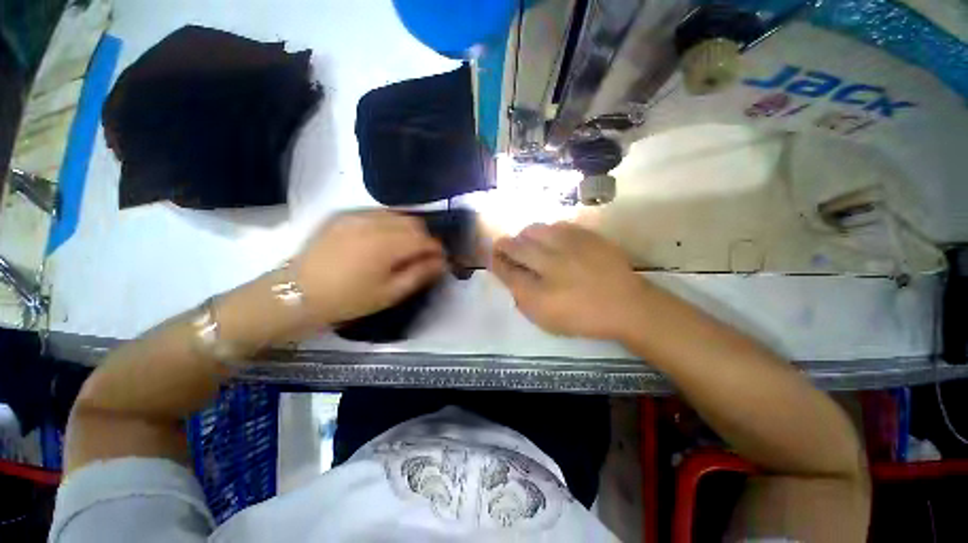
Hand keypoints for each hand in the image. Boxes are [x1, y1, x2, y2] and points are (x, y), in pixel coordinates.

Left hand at [292, 210, 445, 324]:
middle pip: (414, 222)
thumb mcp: (390, 293)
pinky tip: (383, 239)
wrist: (297, 293)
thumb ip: (420, 274)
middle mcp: (375, 223)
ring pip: (397, 214)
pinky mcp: (344, 215)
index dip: (437, 249)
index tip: (440, 261)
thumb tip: (442, 262)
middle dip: (424, 237)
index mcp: (388, 244)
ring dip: (408, 229)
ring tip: (404, 248)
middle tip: (422, 256)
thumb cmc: (348, 299)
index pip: (426, 239)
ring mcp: (357, 215)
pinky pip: (377, 213)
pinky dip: (389, 223)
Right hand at [491, 222, 648, 339]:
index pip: (507, 271)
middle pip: (516, 247)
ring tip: (524, 239)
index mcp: (538, 292)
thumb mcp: (546, 319)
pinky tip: (548, 237)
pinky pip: (557, 225)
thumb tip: (511, 278)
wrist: (625, 305)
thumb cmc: (582, 317)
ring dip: (524, 235)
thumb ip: (523, 300)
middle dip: (504, 245)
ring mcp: (569, 247)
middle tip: (501, 245)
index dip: (496, 262)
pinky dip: (546, 230)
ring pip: (534, 230)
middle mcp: (549, 265)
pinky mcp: (585, 236)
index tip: (492, 258)